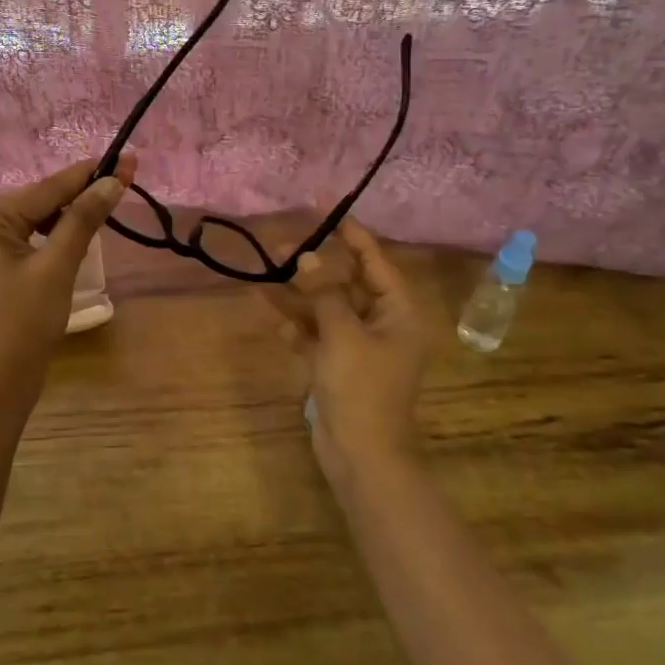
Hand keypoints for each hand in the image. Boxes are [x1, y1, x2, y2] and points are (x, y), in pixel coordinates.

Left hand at [0, 155, 134, 405]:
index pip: (48, 188)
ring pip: (37, 220)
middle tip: (125, 181)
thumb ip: (83, 219)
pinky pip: (30, 239)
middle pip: (41, 200)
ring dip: (71, 215)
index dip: (90, 174)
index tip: (126, 159)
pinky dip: (56, 236)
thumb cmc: (25, 321)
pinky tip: (80, 234)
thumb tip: (112, 181)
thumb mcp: (58, 266)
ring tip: (109, 205)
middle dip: (82, 193)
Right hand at [266, 220, 429, 484]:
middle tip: (279, 246)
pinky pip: (318, 337)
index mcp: (399, 312)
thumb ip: (324, 291)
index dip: (351, 235)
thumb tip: (307, 255)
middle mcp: (383, 324)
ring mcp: (360, 347)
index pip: (375, 262)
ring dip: (299, 297)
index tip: (326, 211)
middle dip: (313, 267)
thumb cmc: (360, 386)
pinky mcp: (339, 367)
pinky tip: (279, 327)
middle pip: (346, 284)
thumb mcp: (341, 331)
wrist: (360, 454)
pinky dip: (300, 331)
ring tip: (265, 276)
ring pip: (327, 310)